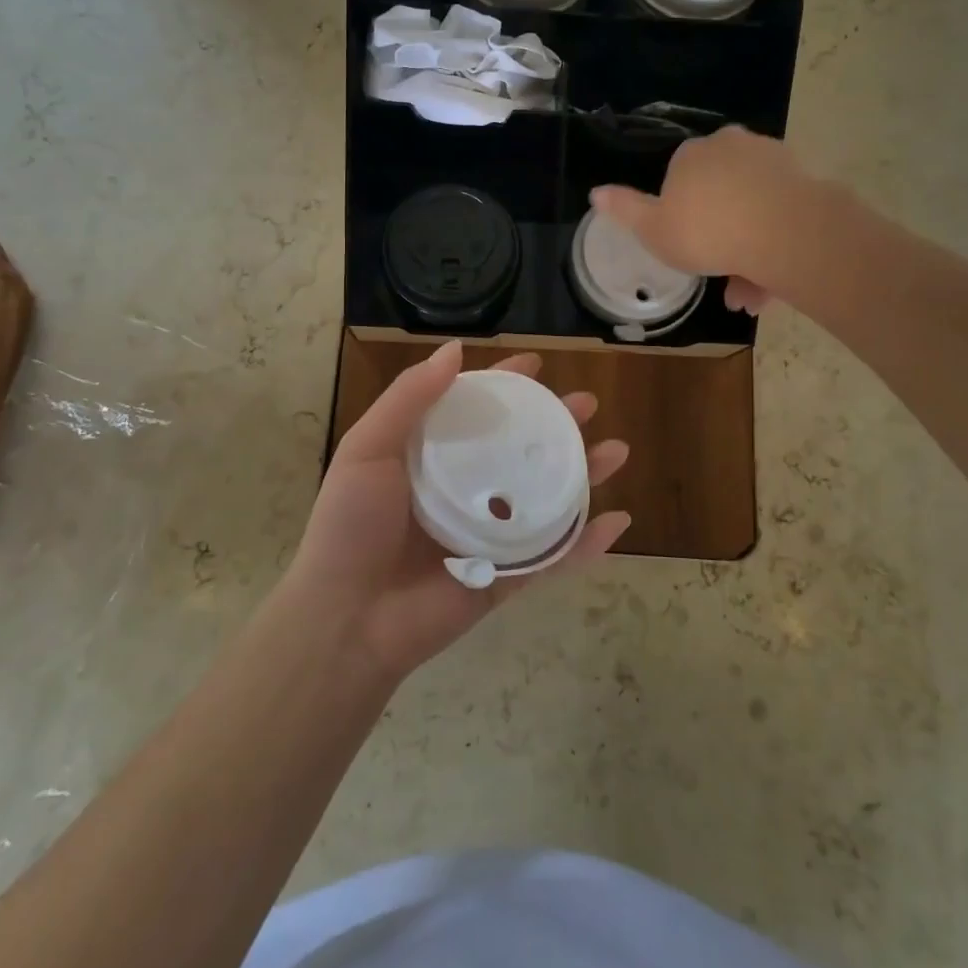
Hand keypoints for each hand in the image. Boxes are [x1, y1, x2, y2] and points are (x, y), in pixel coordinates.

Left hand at [286, 341, 630, 681]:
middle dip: (557, 424)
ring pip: (547, 497)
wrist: (347, 619)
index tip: (536, 365)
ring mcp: (489, 535)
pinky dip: (588, 543)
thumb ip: (409, 397)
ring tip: (617, 451)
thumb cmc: (353, 525)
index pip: (477, 410)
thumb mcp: (369, 448)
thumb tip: (455, 348)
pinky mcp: (505, 578)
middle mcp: (465, 489)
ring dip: (585, 474)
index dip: (506, 385)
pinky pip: (554, 557)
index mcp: (432, 457)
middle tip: (588, 404)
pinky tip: (620, 521)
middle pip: (521, 449)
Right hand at [592, 125, 815, 315]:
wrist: (784, 233)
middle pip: (719, 193)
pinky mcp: (804, 181)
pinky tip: (770, 284)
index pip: (679, 178)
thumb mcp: (653, 230)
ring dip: (746, 250)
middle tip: (718, 276)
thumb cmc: (706, 232)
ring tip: (747, 297)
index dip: (681, 214)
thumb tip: (595, 192)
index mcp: (691, 154)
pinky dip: (773, 246)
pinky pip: (780, 215)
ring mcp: (770, 160)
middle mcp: (730, 146)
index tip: (686, 246)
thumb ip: (625, 210)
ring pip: (751, 209)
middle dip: (718, 235)